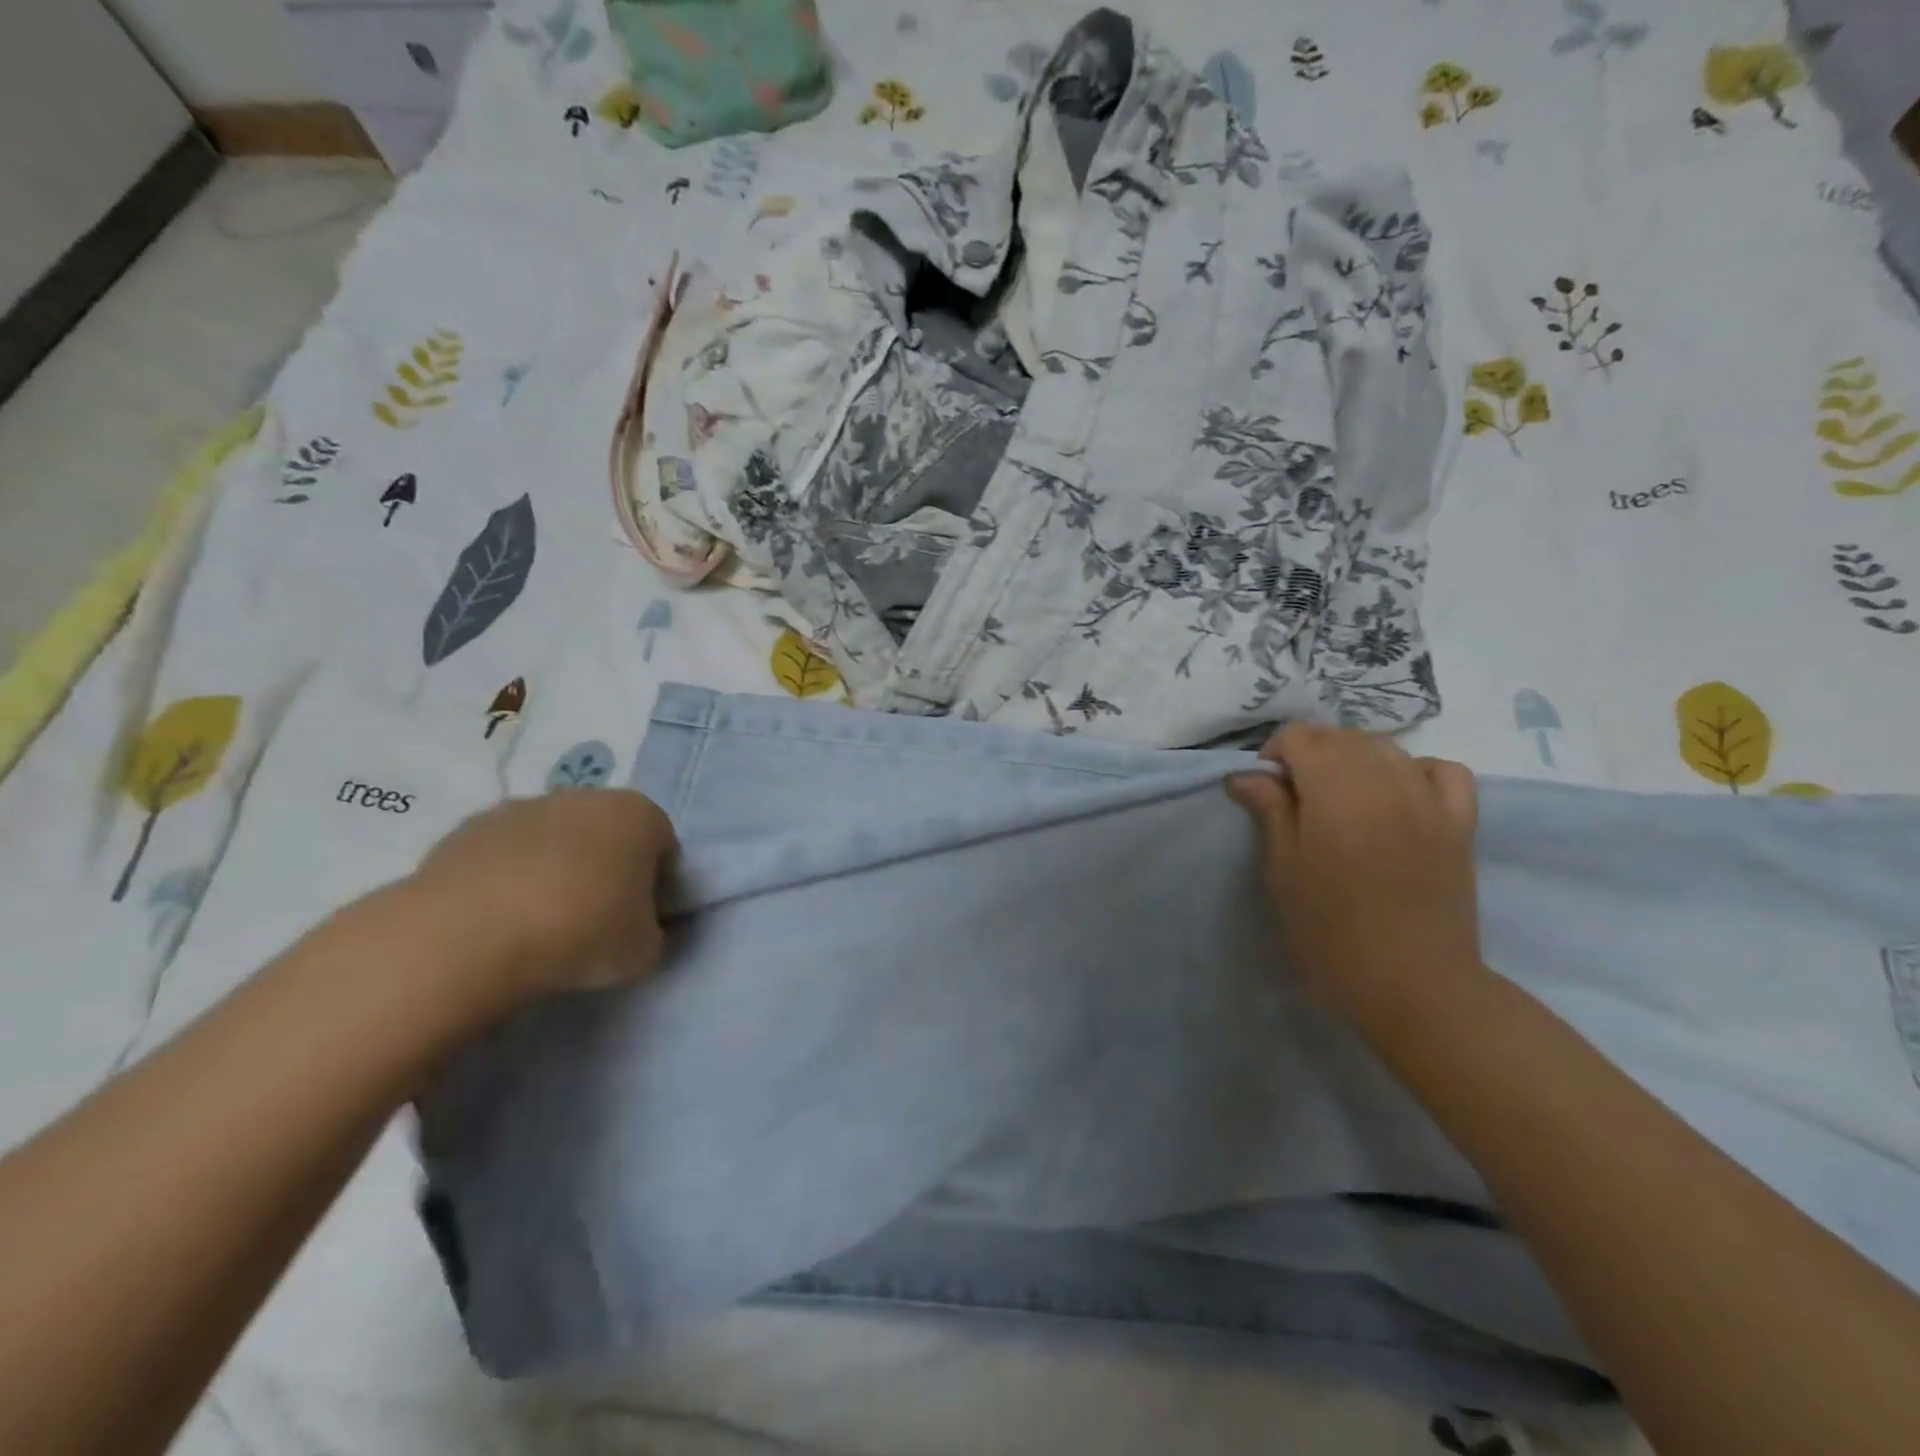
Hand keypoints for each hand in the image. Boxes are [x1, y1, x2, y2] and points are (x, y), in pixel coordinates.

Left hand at [408, 790, 676, 1004]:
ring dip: (552, 870)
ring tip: (537, 923)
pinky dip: (505, 878)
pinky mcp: (466, 829)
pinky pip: (501, 854)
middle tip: (592, 919)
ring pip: (551, 839)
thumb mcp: (644, 951)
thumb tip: (639, 928)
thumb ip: (654, 931)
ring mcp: (520, 807)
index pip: (662, 844)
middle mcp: (584, 796)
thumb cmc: (580, 933)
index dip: (656, 882)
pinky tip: (497, 920)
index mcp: (638, 814)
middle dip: (603, 867)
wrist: (468, 937)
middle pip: (606, 832)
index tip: (639, 918)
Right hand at [1226, 724, 1481, 1025]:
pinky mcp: (1460, 823)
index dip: (1276, 753)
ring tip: (1340, 797)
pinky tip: (1399, 793)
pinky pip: (1443, 771)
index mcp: (1336, 793)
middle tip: (1295, 797)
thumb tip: (1246, 774)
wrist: (1413, 985)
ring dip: (1355, 759)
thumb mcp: (1283, 872)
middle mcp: (1386, 783)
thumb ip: (1269, 812)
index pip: (1302, 737)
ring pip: (1387, 749)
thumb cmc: (1331, 932)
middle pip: (1343, 738)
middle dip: (1311, 753)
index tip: (1265, 789)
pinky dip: (1415, 770)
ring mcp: (1429, 800)